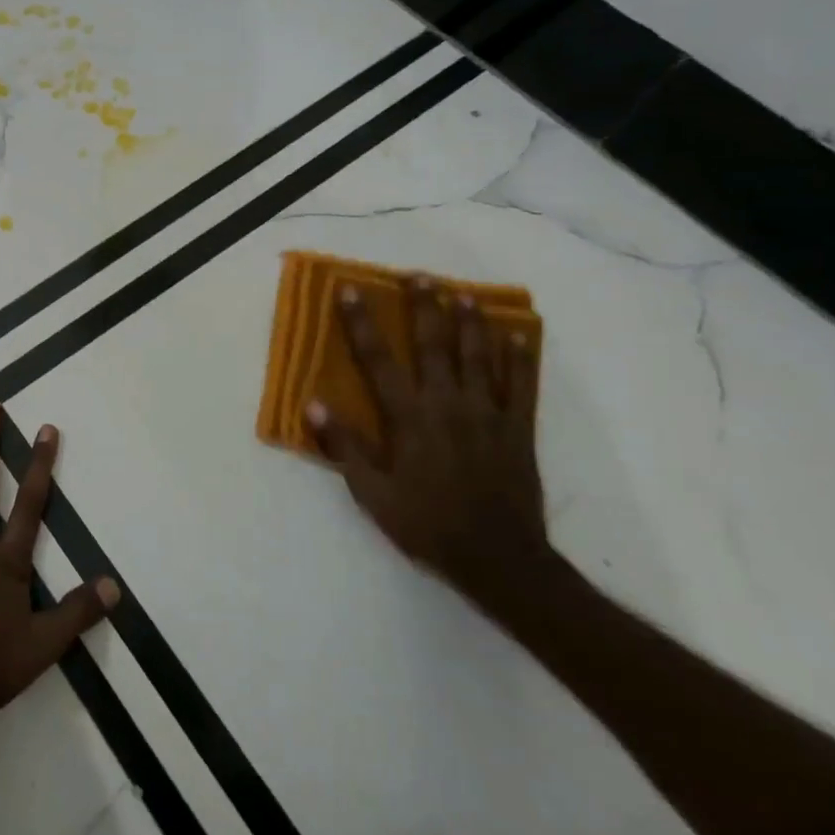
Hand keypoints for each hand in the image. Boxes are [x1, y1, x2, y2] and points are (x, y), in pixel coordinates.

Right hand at [306, 276, 550, 601]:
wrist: (499, 559)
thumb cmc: (426, 524)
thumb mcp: (372, 494)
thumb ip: (344, 446)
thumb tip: (313, 404)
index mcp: (410, 418)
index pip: (378, 360)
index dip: (361, 323)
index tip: (349, 290)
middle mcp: (448, 405)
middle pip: (434, 345)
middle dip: (424, 307)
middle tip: (418, 275)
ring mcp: (488, 414)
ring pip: (479, 357)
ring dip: (470, 322)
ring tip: (463, 294)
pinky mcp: (518, 430)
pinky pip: (521, 386)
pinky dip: (520, 359)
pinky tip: (519, 337)